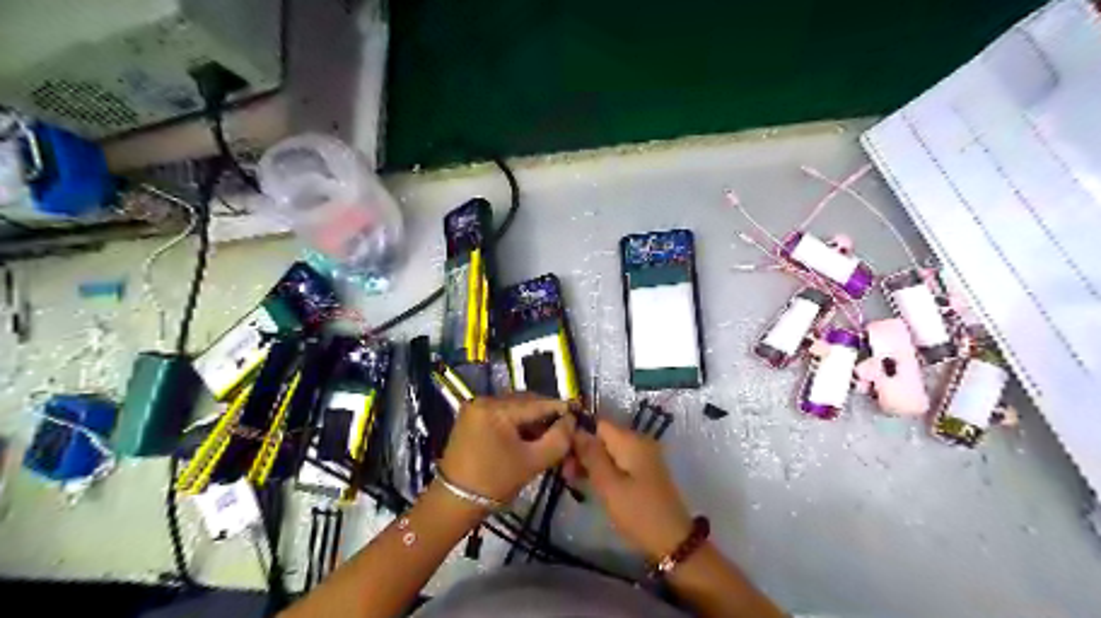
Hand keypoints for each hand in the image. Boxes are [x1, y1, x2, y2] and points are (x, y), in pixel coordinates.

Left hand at [441, 396, 575, 506]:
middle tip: (564, 430)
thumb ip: (558, 439)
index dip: (561, 409)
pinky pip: (502, 413)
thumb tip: (572, 420)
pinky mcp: (471, 417)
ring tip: (547, 435)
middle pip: (525, 402)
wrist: (454, 502)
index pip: (537, 403)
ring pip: (515, 407)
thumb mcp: (533, 462)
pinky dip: (516, 423)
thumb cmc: (495, 483)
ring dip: (532, 419)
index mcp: (496, 409)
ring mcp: (475, 407)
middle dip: (546, 415)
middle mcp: (484, 400)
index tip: (579, 415)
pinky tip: (527, 436)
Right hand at [573, 421, 689, 560]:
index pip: (598, 424)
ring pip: (610, 450)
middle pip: (603, 437)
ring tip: (573, 480)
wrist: (673, 540)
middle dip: (584, 451)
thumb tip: (575, 430)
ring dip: (592, 462)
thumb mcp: (608, 484)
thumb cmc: (638, 512)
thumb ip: (591, 455)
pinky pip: (619, 461)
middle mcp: (639, 441)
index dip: (579, 435)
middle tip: (566, 473)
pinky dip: (605, 470)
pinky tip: (591, 484)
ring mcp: (644, 456)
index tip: (562, 453)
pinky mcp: (644, 471)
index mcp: (631, 440)